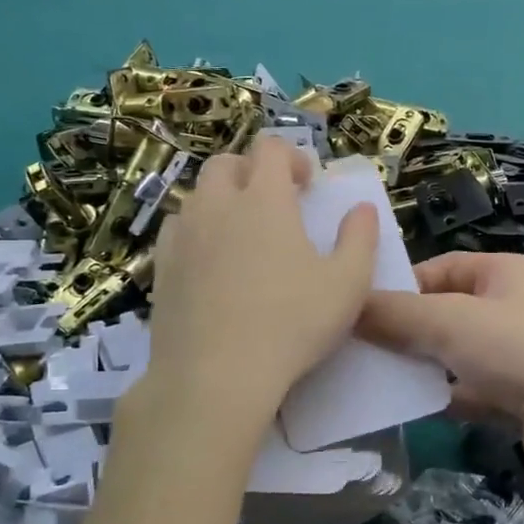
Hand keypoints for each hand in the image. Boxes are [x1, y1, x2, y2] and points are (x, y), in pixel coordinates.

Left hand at [143, 137, 377, 429]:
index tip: (308, 185)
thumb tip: (362, 209)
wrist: (216, 375)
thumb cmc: (292, 323)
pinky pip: (177, 230)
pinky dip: (197, 231)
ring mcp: (183, 236)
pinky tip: (212, 263)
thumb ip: (360, 239)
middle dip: (252, 171)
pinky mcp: (162, 268)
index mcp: (263, 199)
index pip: (270, 148)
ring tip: (243, 234)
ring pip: (198, 195)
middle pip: (226, 163)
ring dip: (222, 200)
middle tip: (276, 204)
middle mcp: (217, 205)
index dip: (292, 156)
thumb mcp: (348, 283)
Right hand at [357, 252, 523, 479]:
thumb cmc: (519, 350)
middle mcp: (515, 306)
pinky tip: (417, 409)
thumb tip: (349, 305)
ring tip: (381, 380)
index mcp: (504, 272)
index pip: (442, 267)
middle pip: (448, 311)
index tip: (364, 310)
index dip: (403, 285)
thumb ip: (396, 314)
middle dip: (410, 330)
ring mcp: (522, 352)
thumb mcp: (449, 322)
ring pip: (459, 354)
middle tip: (363, 348)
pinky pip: (474, 389)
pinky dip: (449, 396)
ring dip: (426, 365)